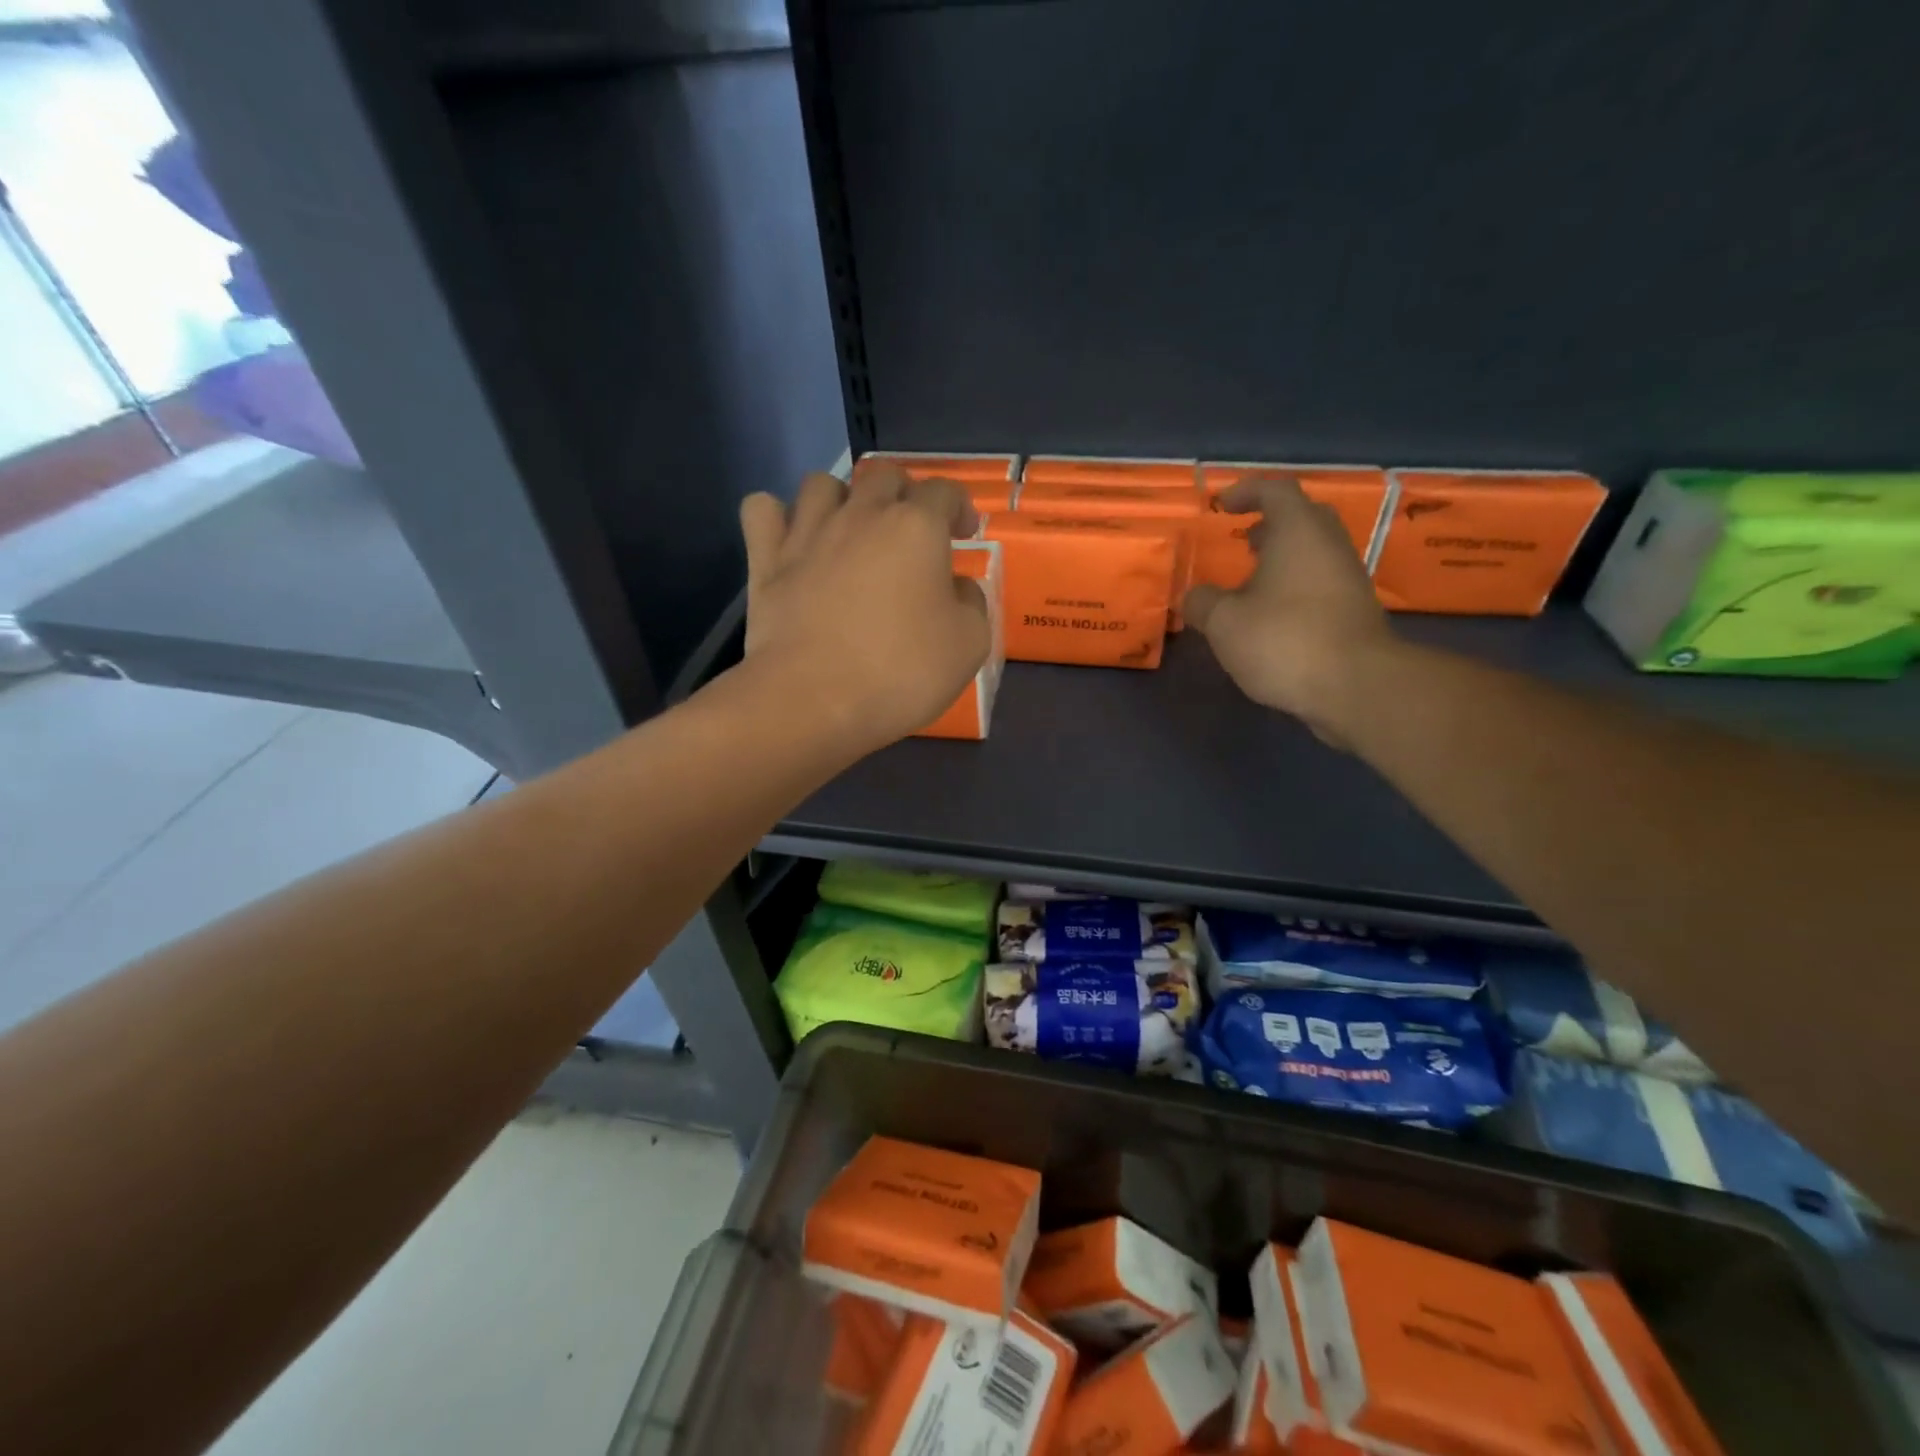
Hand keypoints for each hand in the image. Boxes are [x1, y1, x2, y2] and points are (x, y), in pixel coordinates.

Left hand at [738, 466, 989, 754]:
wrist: (813, 700)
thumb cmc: (900, 672)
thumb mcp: (969, 645)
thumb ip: (971, 604)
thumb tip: (957, 588)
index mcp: (916, 527)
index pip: (944, 491)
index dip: (959, 506)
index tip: (964, 532)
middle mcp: (861, 515)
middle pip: (884, 476)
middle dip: (904, 495)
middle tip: (911, 532)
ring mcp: (807, 533)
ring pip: (821, 483)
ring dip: (841, 498)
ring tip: (850, 531)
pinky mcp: (766, 560)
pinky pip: (762, 509)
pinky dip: (777, 517)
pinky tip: (791, 540)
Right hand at [1183, 476, 1396, 745]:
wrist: (1356, 686)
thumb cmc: (1284, 640)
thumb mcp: (1224, 622)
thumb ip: (1203, 603)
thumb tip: (1193, 597)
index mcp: (1299, 532)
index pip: (1275, 491)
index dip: (1246, 492)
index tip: (1221, 506)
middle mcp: (1329, 545)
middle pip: (1302, 518)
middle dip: (1270, 524)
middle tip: (1242, 540)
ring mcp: (1348, 579)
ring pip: (1313, 553)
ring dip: (1282, 559)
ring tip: (1250, 582)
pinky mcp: (1354, 611)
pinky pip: (1320, 583)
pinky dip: (1294, 586)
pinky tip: (1271, 616)